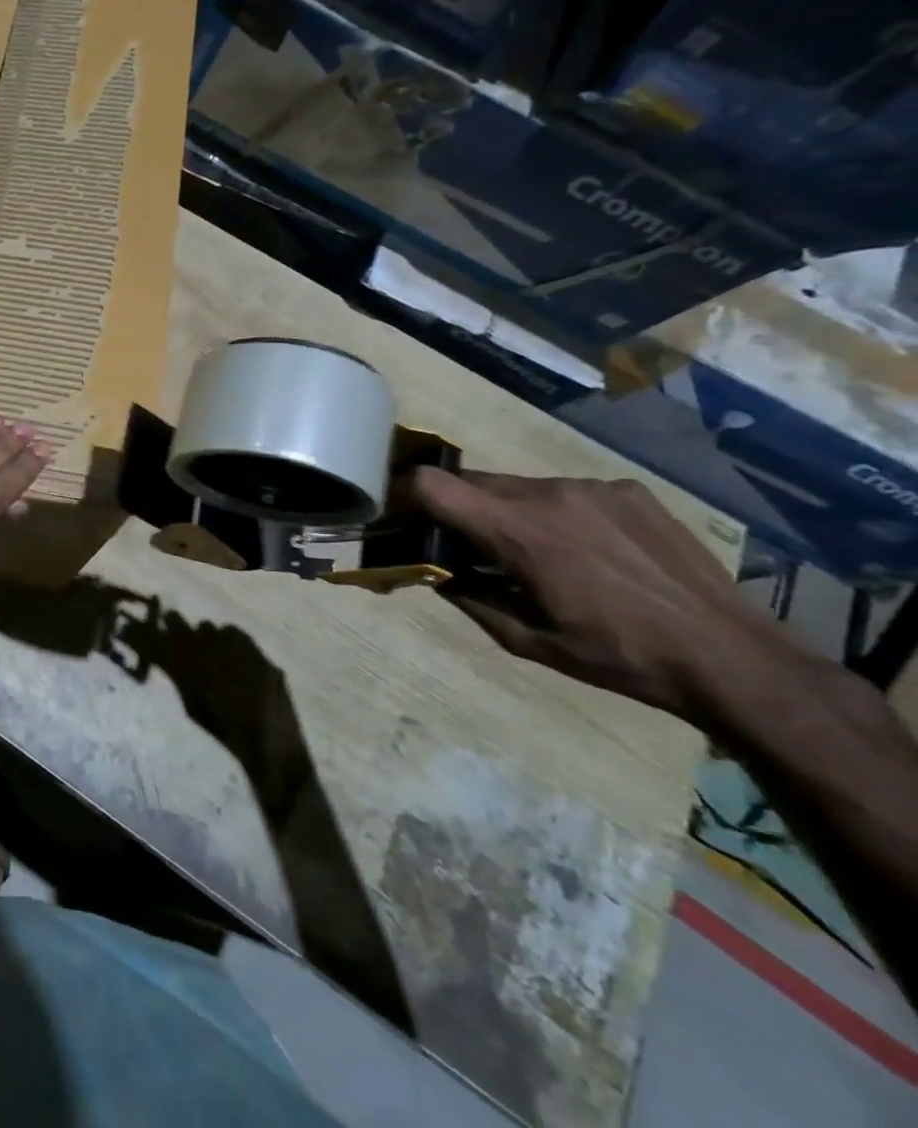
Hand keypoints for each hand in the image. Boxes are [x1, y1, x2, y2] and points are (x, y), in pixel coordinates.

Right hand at [410, 469, 791, 722]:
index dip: (407, 496)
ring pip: (518, 486)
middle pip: (470, 481)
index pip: (432, 483)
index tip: (406, 520)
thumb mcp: (525, 640)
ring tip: (539, 555)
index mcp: (517, 531)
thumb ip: (467, 597)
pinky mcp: (628, 490)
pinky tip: (590, 552)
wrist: (731, 657)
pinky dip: (557, 514)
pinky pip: (567, 492)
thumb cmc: (617, 656)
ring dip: (508, 512)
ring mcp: (592, 488)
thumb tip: (434, 571)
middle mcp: (548, 494)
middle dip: (457, 509)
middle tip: (471, 548)